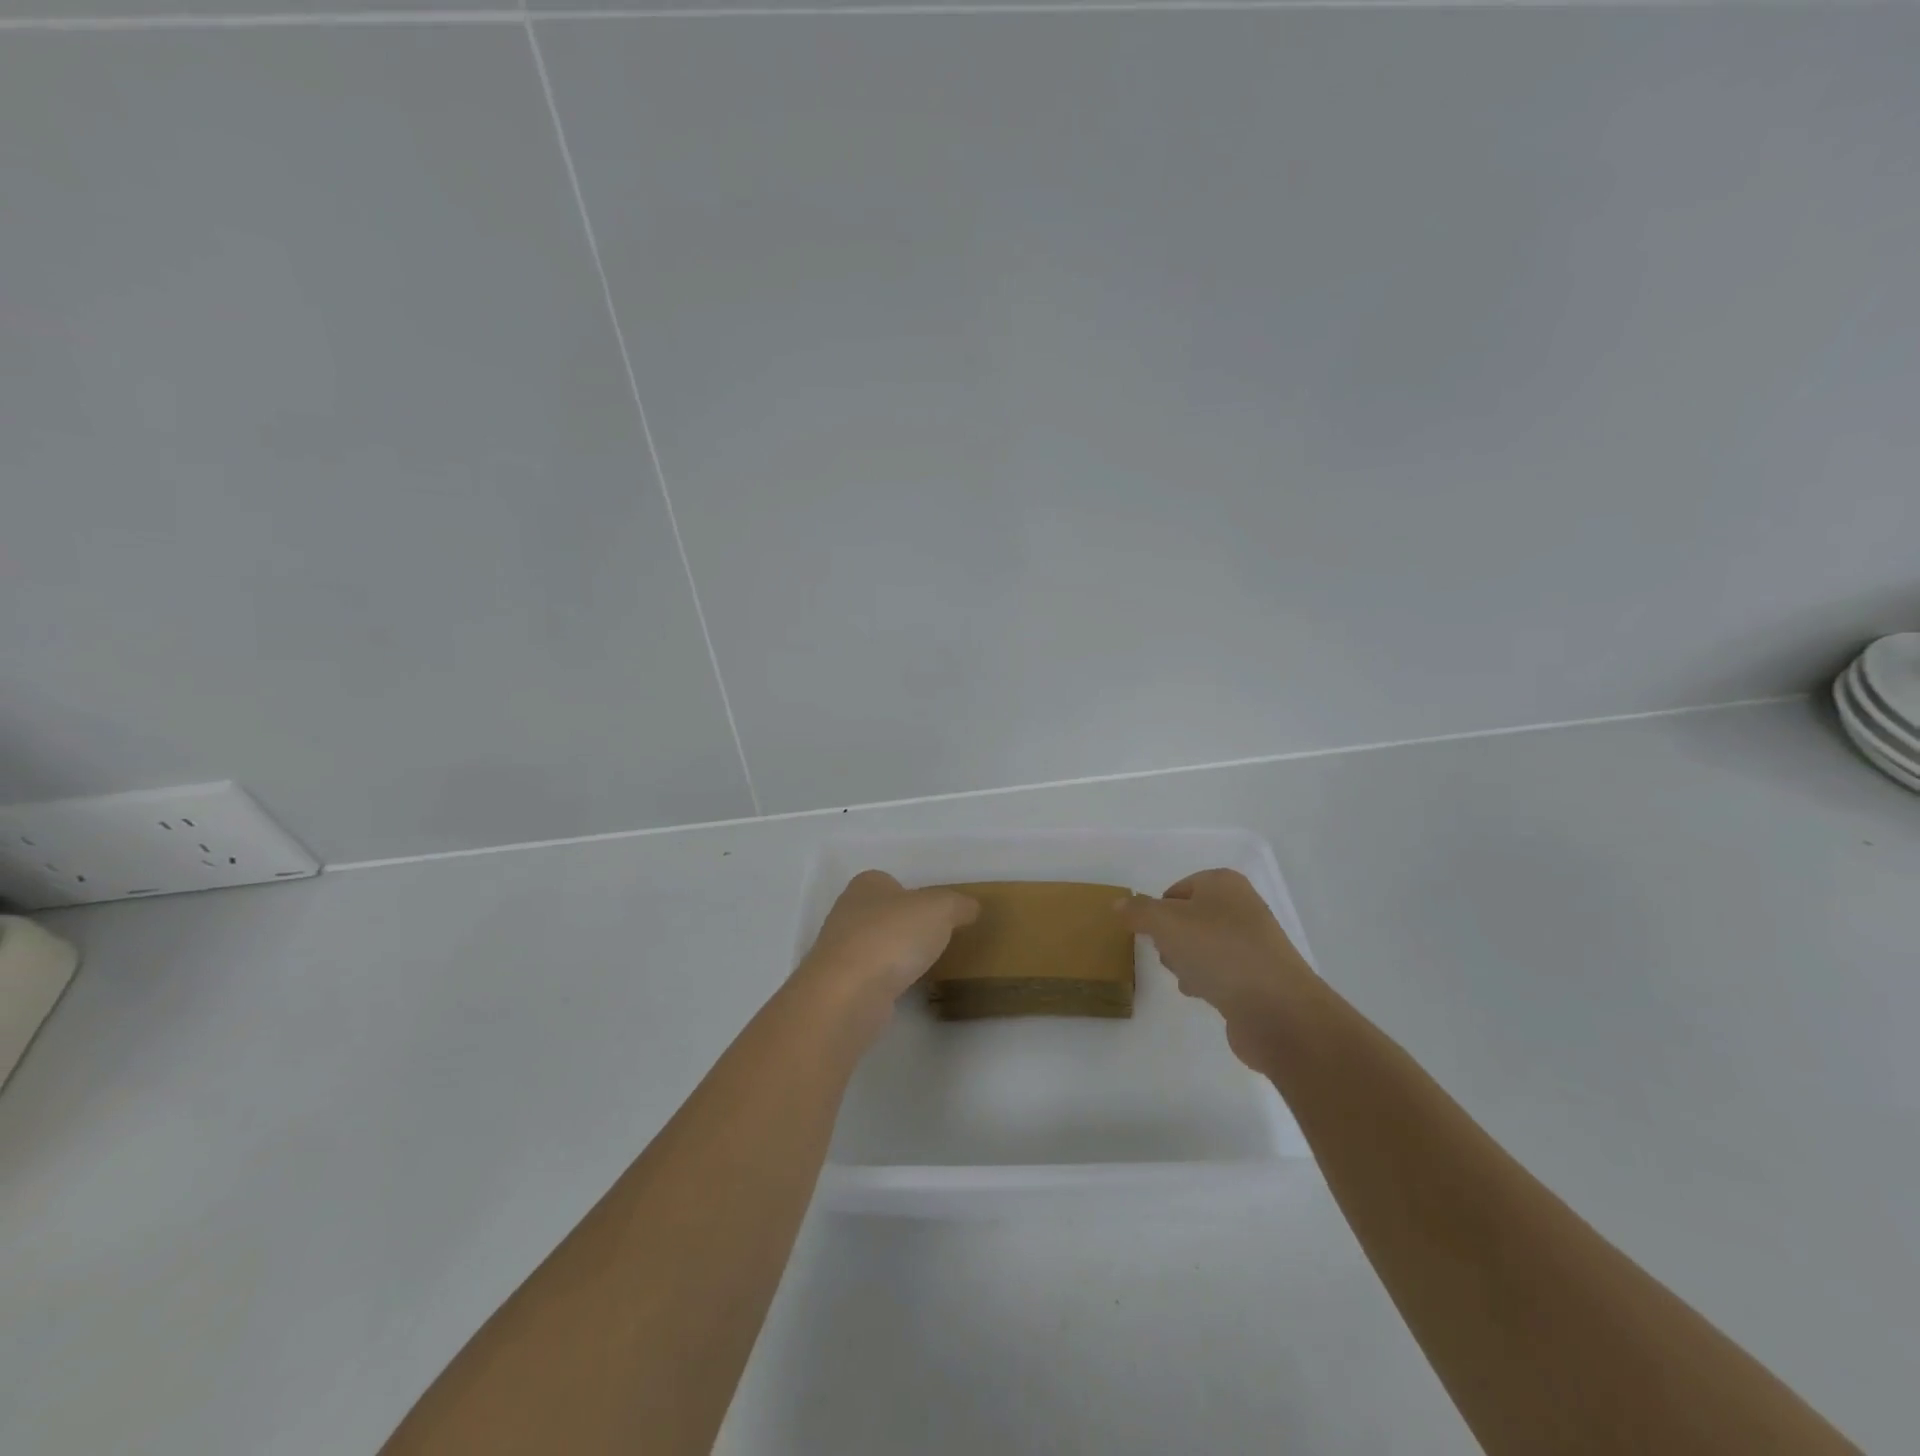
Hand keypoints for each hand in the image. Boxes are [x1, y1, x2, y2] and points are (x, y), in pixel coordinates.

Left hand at [789, 870, 978, 1045]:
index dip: (913, 894)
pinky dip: (888, 982)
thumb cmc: (892, 936)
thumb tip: (971, 908)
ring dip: (896, 956)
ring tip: (925, 967)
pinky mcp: (840, 986)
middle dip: (906, 926)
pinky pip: (872, 977)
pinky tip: (906, 991)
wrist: (848, 994)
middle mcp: (847, 913)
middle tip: (936, 940)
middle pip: (883, 914)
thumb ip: (958, 904)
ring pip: (876, 947)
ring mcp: (839, 951)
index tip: (936, 913)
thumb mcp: (940, 909)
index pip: (890, 882)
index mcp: (866, 885)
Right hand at [1117, 868, 1314, 1067]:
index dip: (1156, 912)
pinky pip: (1219, 971)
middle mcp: (1241, 906)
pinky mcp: (1258, 976)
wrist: (1276, 1009)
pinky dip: (1207, 981)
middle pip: (1187, 918)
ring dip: (1186, 962)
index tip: (1149, 935)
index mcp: (1223, 883)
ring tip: (1188, 979)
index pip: (1175, 890)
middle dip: (1170, 939)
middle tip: (1170, 955)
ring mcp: (1252, 942)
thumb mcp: (1166, 923)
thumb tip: (1119, 903)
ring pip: (1201, 946)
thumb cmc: (1218, 952)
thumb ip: (1138, 911)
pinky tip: (1203, 995)